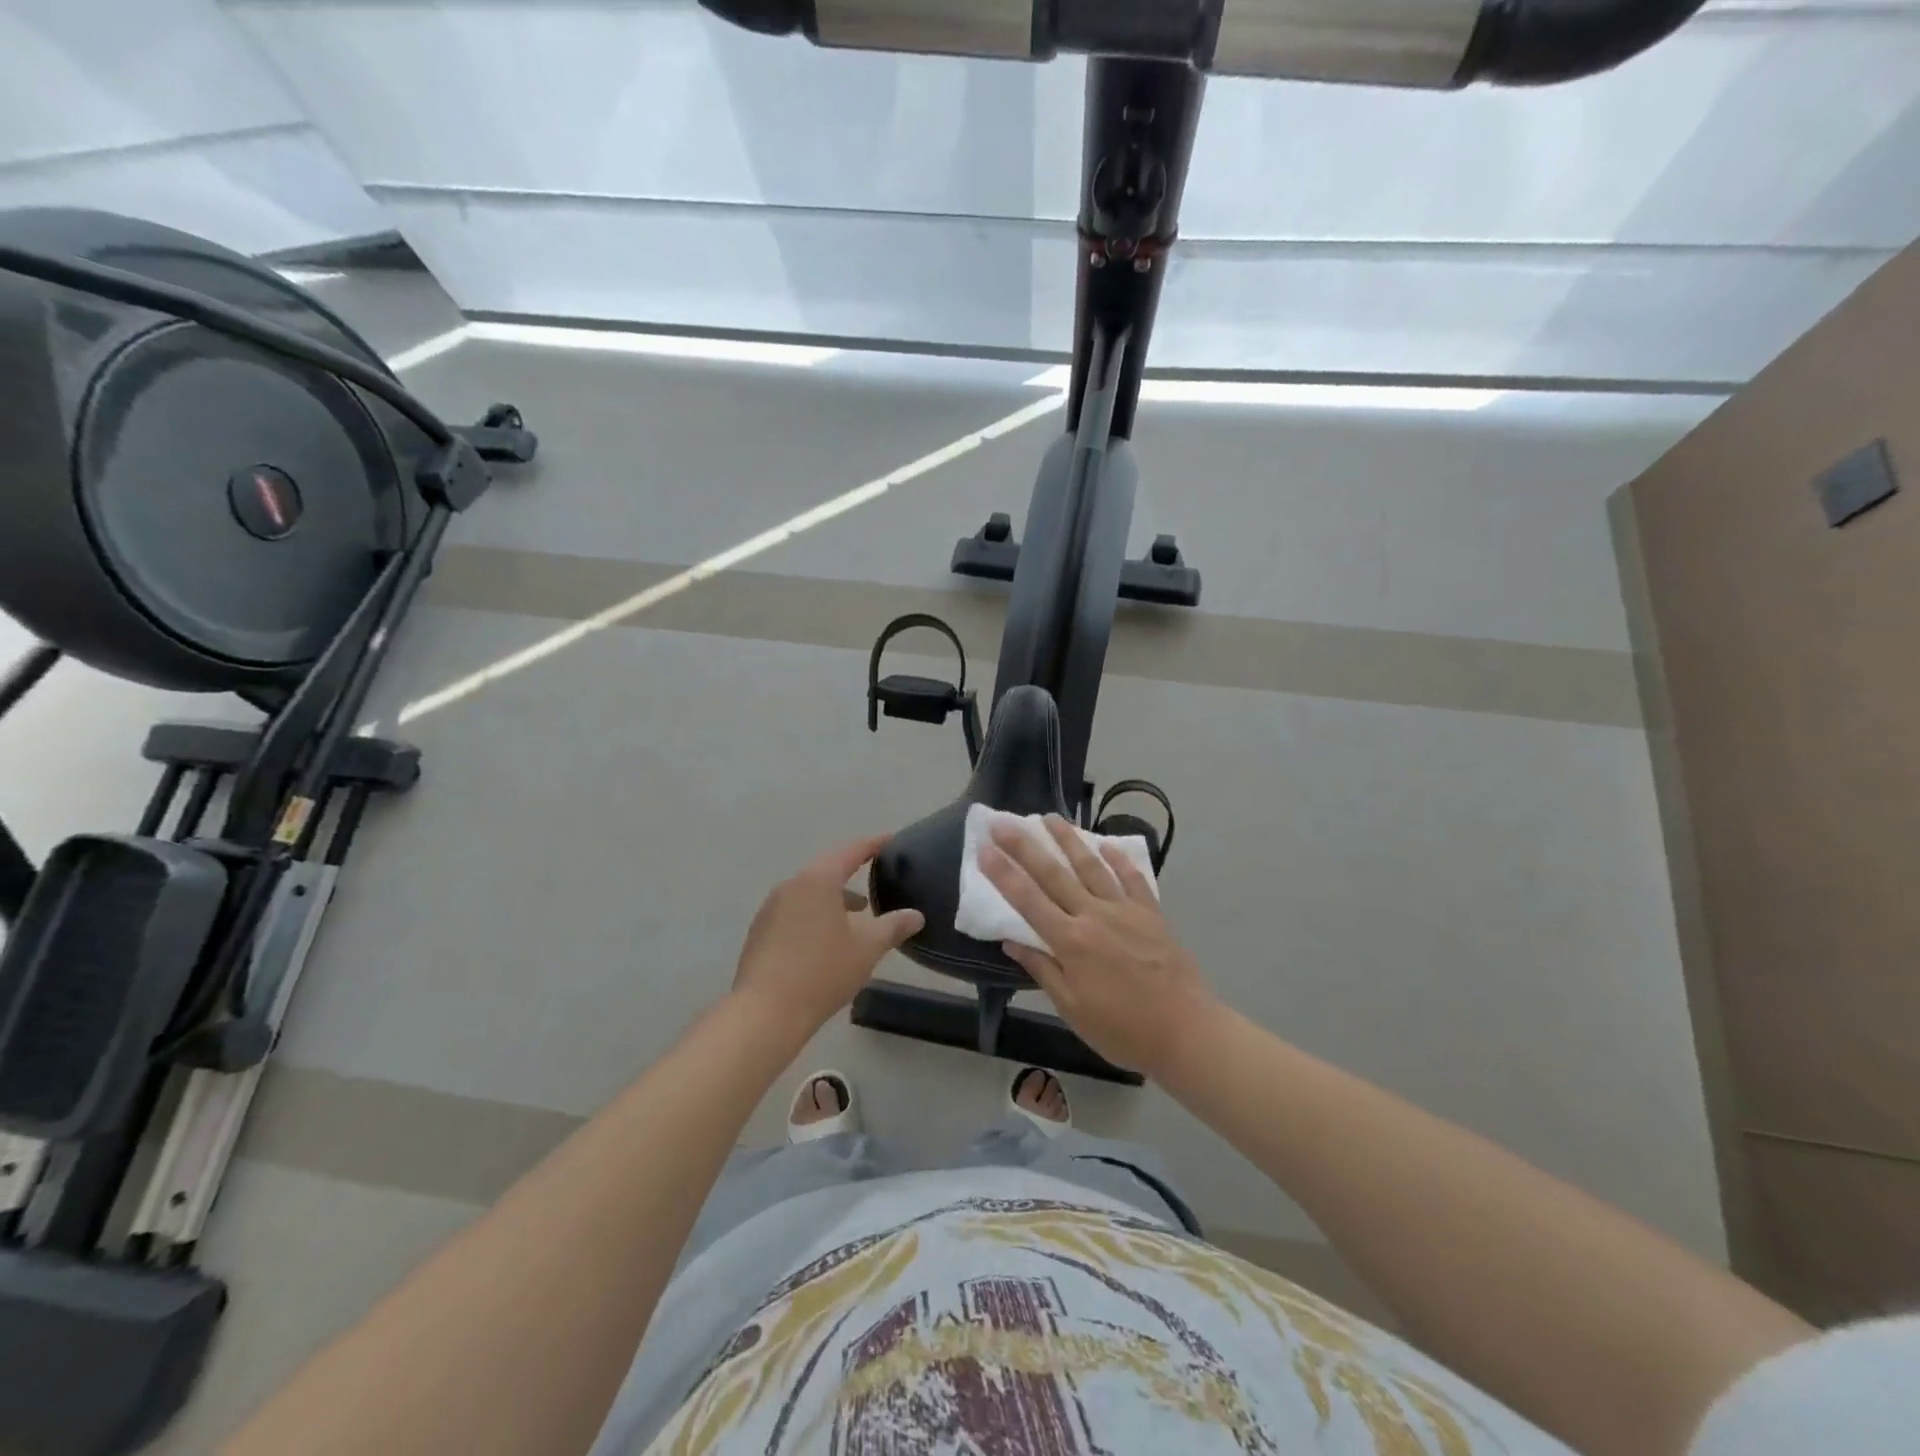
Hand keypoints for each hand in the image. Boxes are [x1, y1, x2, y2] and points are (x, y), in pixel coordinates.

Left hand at [732, 835, 923, 1033]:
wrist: (765, 1013)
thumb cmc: (822, 972)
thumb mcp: (867, 948)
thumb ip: (893, 926)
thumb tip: (916, 915)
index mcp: (818, 880)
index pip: (851, 852)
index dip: (873, 845)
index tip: (891, 841)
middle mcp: (791, 886)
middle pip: (827, 870)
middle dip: (853, 873)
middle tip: (877, 877)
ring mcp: (771, 909)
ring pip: (810, 892)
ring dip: (834, 898)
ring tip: (858, 915)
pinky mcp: (760, 932)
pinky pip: (795, 911)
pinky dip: (816, 914)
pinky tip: (828, 939)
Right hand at [982, 815, 1218, 1079]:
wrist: (1187, 1032)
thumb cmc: (1123, 1030)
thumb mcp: (1073, 1009)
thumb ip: (1042, 970)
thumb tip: (1012, 941)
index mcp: (1071, 942)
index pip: (1027, 900)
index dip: (1003, 873)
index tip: (984, 848)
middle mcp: (1094, 916)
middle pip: (1054, 874)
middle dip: (1025, 846)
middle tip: (1003, 822)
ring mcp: (1126, 910)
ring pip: (1091, 866)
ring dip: (1068, 840)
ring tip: (1049, 817)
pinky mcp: (1152, 914)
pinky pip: (1132, 879)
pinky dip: (1118, 859)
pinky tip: (1106, 844)